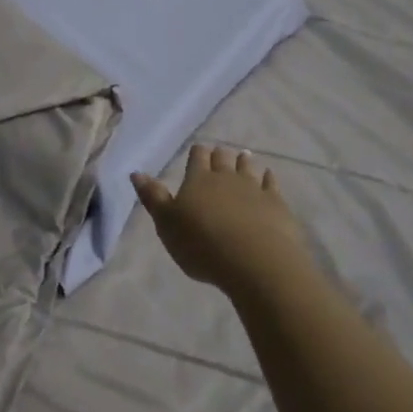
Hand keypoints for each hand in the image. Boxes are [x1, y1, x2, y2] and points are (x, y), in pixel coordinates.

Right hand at [132, 145, 313, 295]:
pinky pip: (271, 184)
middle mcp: (226, 178)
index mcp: (197, 180)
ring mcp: (254, 189)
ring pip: (248, 168)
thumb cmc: (201, 244)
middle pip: (223, 159)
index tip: (198, 150)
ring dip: (244, 162)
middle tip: (220, 153)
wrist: (254, 261)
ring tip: (244, 156)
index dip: (196, 153)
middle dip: (220, 155)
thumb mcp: (166, 224)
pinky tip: (268, 176)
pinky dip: (268, 178)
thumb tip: (136, 173)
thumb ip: (153, 197)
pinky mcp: (276, 204)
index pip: (197, 158)